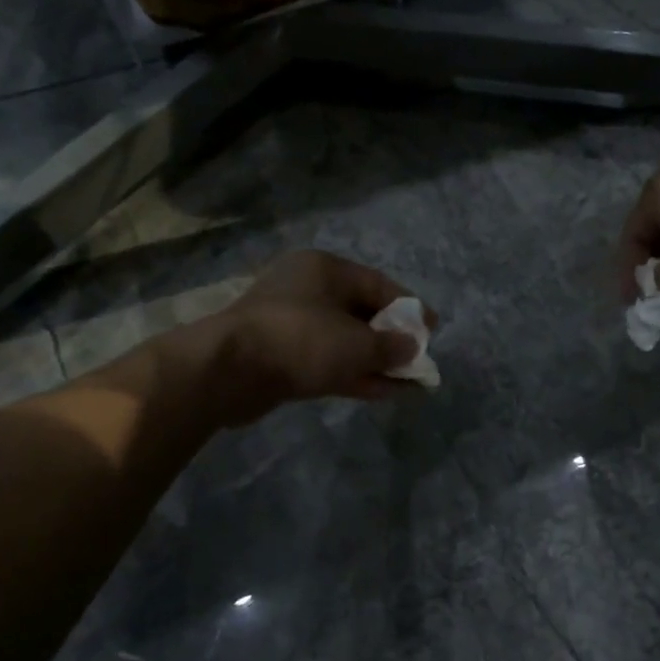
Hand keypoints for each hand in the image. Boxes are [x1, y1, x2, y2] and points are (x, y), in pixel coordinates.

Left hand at [202, 251, 434, 426]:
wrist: (228, 371)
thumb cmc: (301, 339)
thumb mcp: (357, 343)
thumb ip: (391, 345)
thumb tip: (411, 346)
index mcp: (325, 269)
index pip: (379, 284)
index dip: (409, 307)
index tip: (431, 329)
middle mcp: (307, 289)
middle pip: (361, 312)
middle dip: (392, 338)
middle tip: (417, 358)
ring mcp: (291, 323)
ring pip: (344, 340)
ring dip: (375, 361)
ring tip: (407, 382)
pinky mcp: (280, 355)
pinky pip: (326, 360)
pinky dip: (353, 373)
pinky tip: (381, 391)